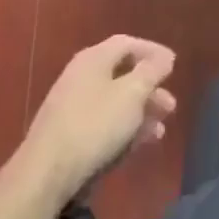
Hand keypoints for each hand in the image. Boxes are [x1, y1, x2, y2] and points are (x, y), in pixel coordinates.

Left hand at [16, 36, 177, 202]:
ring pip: (114, 102)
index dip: (152, 51)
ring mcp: (72, 107)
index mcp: (94, 59)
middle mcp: (81, 77)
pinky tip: (139, 145)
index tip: (173, 65)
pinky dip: (124, 130)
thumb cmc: (94, 125)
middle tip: (170, 105)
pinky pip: (103, 124)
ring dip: (140, 113)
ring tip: (160, 130)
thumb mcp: (132, 93)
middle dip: (149, 89)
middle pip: (122, 75)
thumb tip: (164, 57)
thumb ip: (151, 71)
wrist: (45, 175)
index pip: (128, 43)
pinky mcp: (68, 136)